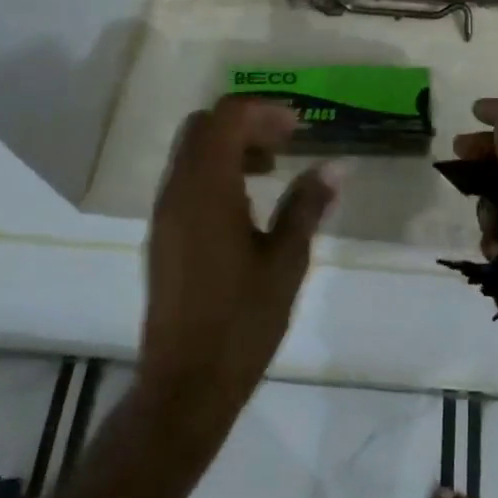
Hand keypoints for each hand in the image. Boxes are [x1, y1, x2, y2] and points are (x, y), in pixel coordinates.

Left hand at [137, 97, 339, 440]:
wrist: (185, 385)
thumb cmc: (242, 321)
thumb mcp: (286, 261)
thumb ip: (307, 206)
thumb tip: (334, 168)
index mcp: (206, 189)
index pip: (225, 117)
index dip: (264, 111)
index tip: (300, 129)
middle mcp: (177, 191)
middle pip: (203, 127)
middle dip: (246, 123)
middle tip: (287, 142)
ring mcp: (165, 213)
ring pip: (191, 152)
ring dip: (230, 146)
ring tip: (273, 169)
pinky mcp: (163, 235)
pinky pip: (186, 180)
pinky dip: (216, 172)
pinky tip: (248, 203)